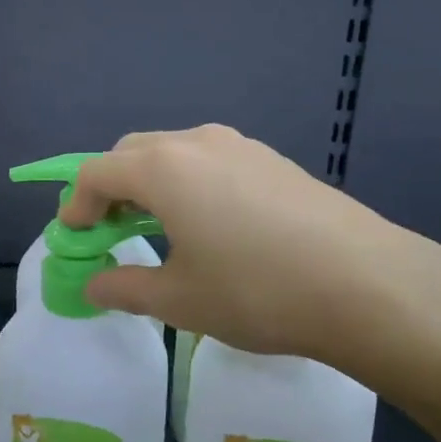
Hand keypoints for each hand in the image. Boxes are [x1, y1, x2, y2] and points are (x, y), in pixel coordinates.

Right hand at [61, 126, 440, 367]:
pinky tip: (210, 224)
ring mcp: (242, 146)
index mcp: (163, 168)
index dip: (76, 205)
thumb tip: (93, 286)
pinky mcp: (275, 160)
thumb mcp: (179, 299)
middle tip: (110, 231)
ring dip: (152, 183)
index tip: (75, 238)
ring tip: (158, 228)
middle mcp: (198, 142)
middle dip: (111, 188)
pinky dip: (189, 183)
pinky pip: (212, 161)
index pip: (97, 173)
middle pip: (134, 153)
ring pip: (176, 152)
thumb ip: (125, 288)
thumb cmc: (255, 291)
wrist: (365, 283)